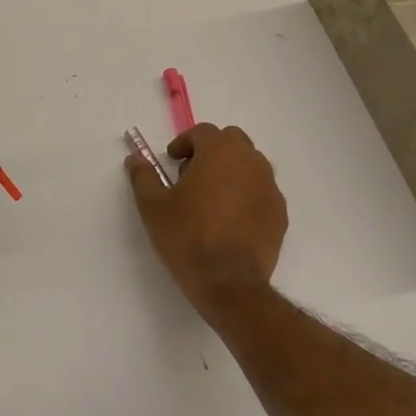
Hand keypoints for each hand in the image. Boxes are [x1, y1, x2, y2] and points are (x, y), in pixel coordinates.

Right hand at [125, 123, 287, 314]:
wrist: (229, 283)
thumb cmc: (187, 237)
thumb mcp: (153, 206)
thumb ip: (143, 176)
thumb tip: (135, 159)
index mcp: (219, 153)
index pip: (203, 132)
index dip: (184, 143)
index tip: (171, 161)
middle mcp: (250, 162)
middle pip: (232, 141)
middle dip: (211, 151)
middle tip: (191, 175)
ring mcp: (270, 187)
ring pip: (250, 165)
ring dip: (230, 171)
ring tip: (211, 198)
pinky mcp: (280, 213)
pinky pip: (261, 191)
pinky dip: (246, 194)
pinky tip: (230, 219)